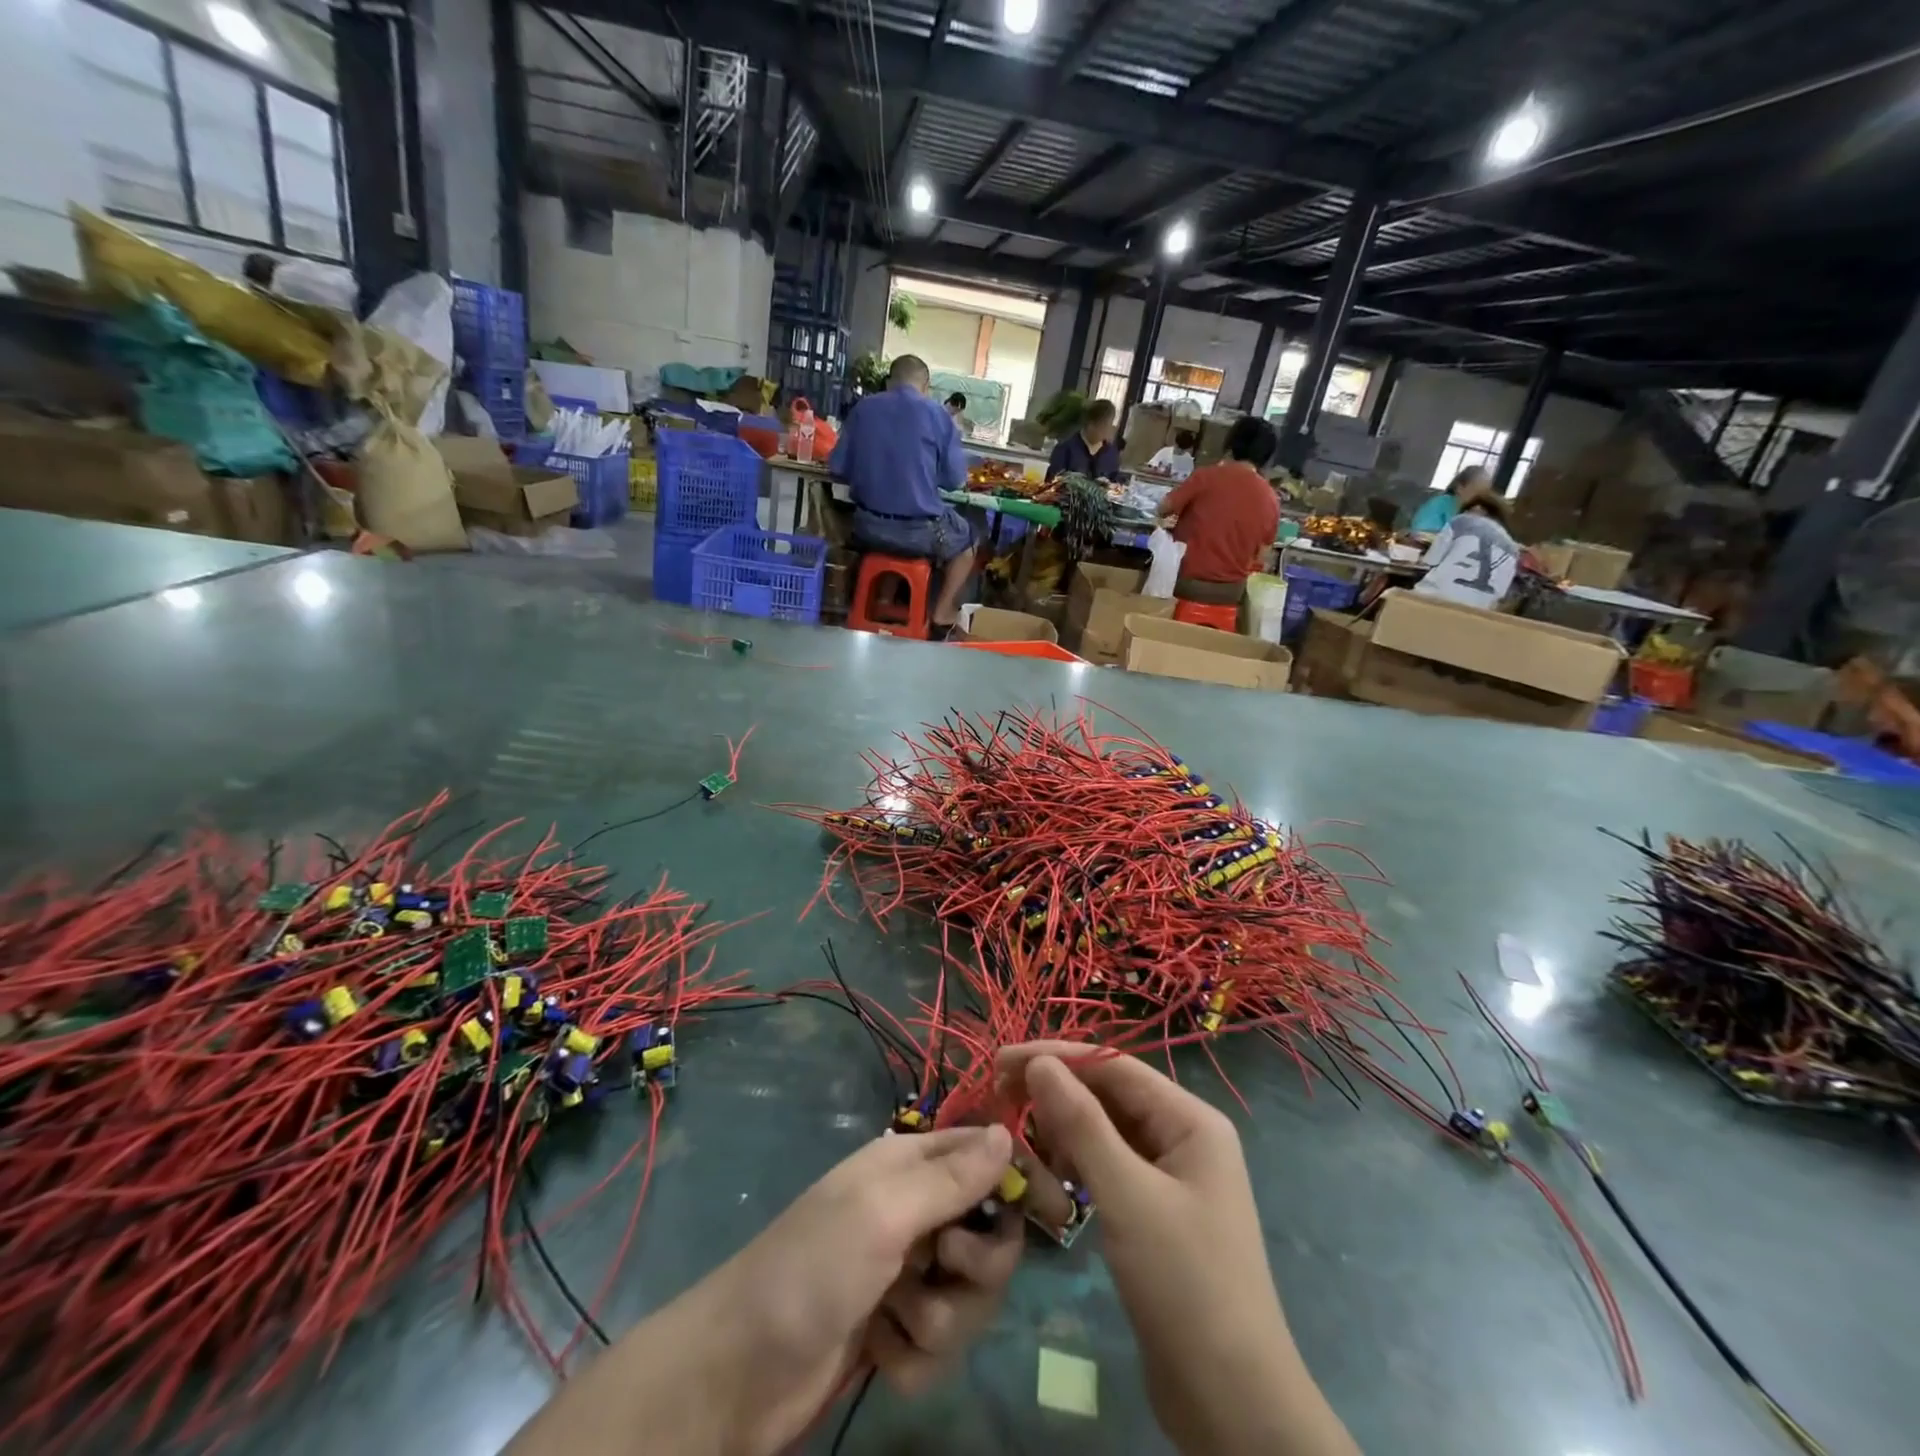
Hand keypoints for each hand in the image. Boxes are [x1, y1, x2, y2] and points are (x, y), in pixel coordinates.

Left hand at [700, 1124, 1021, 1451]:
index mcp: (909, 1166)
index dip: (1021, 1178)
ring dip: (942, 1319)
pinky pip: (942, 1344)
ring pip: (972, 1296)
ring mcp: (907, 1274)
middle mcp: (915, 1212)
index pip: (985, 1154)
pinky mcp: (898, 1331)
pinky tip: (880, 1352)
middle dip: (978, 1267)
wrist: (737, 1373)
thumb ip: (949, 1177)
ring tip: (896, 1321)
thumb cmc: (811, 1270)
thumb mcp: (882, 1213)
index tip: (1057, 1211)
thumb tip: (1006, 1133)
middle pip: (991, 1234)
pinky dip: (916, 1355)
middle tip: (944, 1271)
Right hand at [999, 1045, 1357, 1455]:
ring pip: (1106, 1134)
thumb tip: (1039, 1063)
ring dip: (1064, 1133)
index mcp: (1191, 1121)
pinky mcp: (1156, 1212)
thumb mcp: (1126, 1195)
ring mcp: (1172, 1177)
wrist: (1232, 1403)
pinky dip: (1078, 1168)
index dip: (1058, 1057)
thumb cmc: (1183, 1283)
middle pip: (1110, 1096)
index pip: (1114, 1066)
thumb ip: (1081, 1123)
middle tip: (1000, 1098)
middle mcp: (1184, 1137)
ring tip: (1024, 1144)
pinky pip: (1110, 1169)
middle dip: (1057, 1095)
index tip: (1003, 1059)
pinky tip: (1052, 1182)